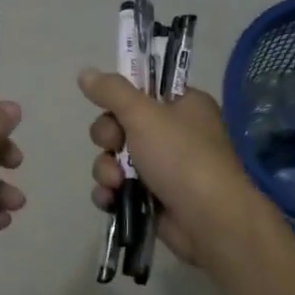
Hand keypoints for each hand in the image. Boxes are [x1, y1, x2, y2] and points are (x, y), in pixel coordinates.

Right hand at [79, 68, 274, 271]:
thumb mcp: (144, 115)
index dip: (122, 98)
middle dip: (108, 138)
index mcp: (184, 104)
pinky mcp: (153, 198)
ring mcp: (164, 168)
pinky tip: (110, 199)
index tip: (110, 107)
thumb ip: (112, 92)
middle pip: (122, 124)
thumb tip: (85, 73)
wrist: (209, 221)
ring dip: (107, 169)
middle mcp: (175, 133)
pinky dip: (111, 192)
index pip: (143, 89)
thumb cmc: (182, 157)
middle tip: (113, 145)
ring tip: (115, 183)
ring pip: (117, 158)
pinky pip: (120, 187)